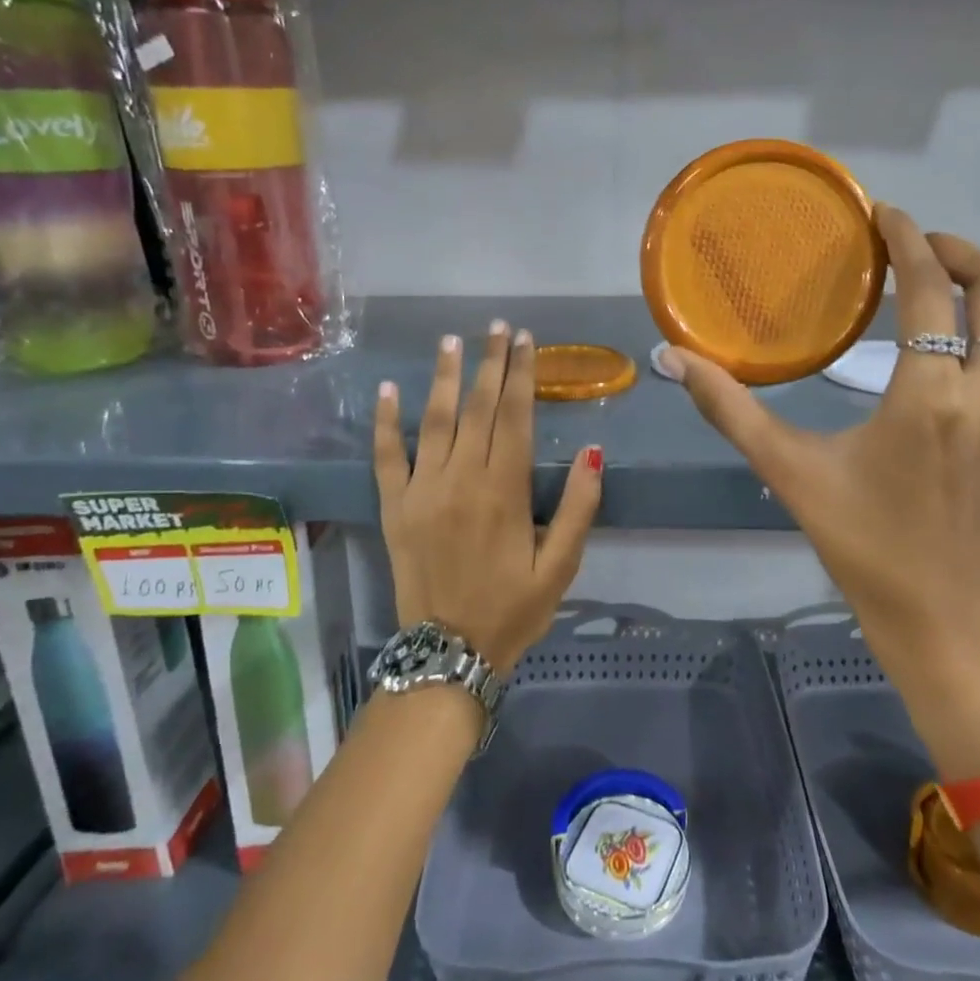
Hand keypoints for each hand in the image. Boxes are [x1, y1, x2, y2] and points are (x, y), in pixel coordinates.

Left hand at [373, 322, 602, 673]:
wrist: (448, 653)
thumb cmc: (513, 610)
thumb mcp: (561, 566)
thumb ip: (579, 508)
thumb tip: (593, 451)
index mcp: (504, 491)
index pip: (515, 416)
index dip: (521, 374)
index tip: (526, 340)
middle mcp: (461, 480)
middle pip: (477, 408)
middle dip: (490, 363)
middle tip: (498, 326)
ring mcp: (421, 491)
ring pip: (434, 420)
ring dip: (444, 377)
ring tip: (452, 340)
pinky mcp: (394, 507)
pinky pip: (387, 456)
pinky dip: (387, 421)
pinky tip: (388, 389)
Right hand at [662, 208, 979, 776]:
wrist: (932, 609)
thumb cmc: (857, 537)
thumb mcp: (786, 469)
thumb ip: (729, 409)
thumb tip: (668, 357)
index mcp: (927, 399)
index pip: (928, 290)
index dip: (907, 241)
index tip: (887, 217)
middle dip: (961, 252)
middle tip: (924, 251)